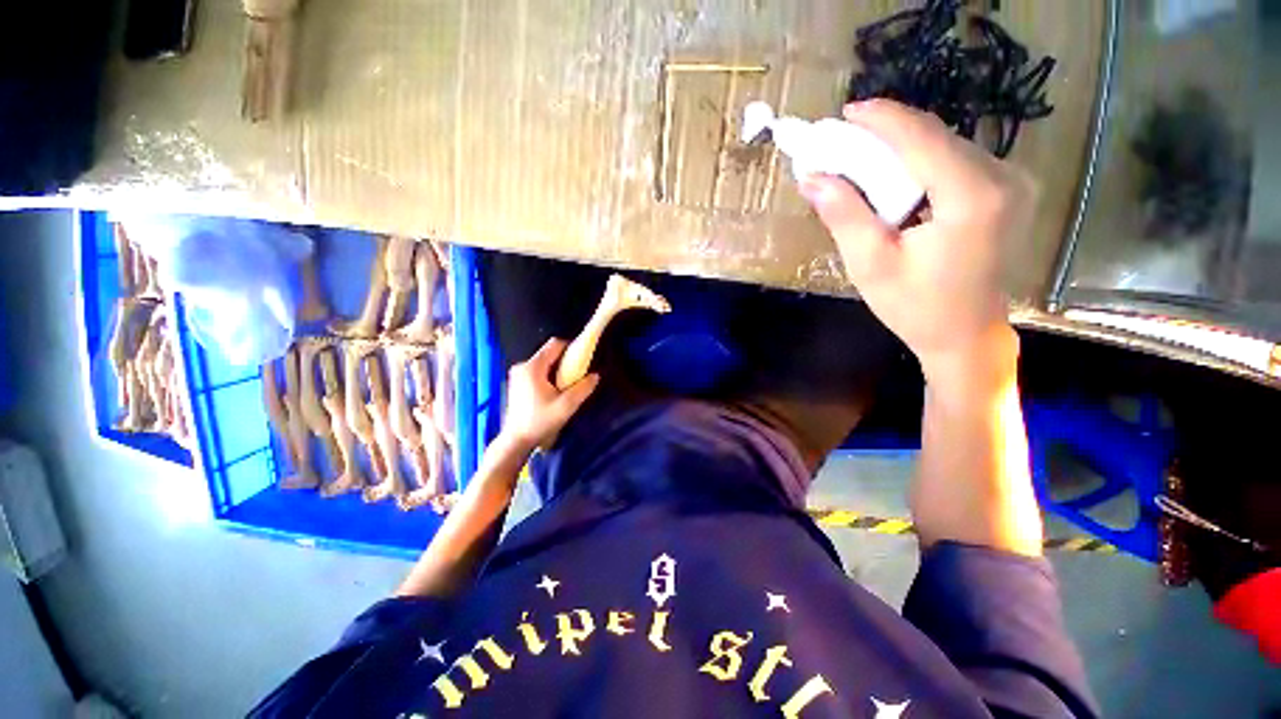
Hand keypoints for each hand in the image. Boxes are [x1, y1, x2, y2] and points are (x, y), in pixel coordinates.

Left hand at [499, 338, 600, 452]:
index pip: (555, 344)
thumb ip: (583, 389)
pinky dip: (549, 375)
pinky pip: (538, 371)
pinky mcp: (517, 383)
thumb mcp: (566, 406)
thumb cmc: (540, 422)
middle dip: (565, 361)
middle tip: (577, 376)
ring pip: (544, 362)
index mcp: (533, 367)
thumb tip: (596, 376)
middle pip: (549, 353)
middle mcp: (523, 366)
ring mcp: (518, 374)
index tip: (583, 360)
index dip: (571, 347)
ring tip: (567, 385)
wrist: (516, 441)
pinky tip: (554, 391)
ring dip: (557, 369)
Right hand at [800, 100, 1034, 384]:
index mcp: (972, 198)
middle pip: (936, 137)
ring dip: (902, 147)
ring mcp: (1011, 182)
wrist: (966, 336)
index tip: (846, 112)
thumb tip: (813, 178)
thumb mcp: (870, 265)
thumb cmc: (916, 307)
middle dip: (887, 133)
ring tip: (861, 158)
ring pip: (947, 145)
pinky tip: (894, 176)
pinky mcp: (1007, 191)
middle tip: (844, 140)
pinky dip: (920, 162)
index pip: (922, 138)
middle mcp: (1002, 178)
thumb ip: (844, 216)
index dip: (882, 119)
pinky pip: (956, 161)